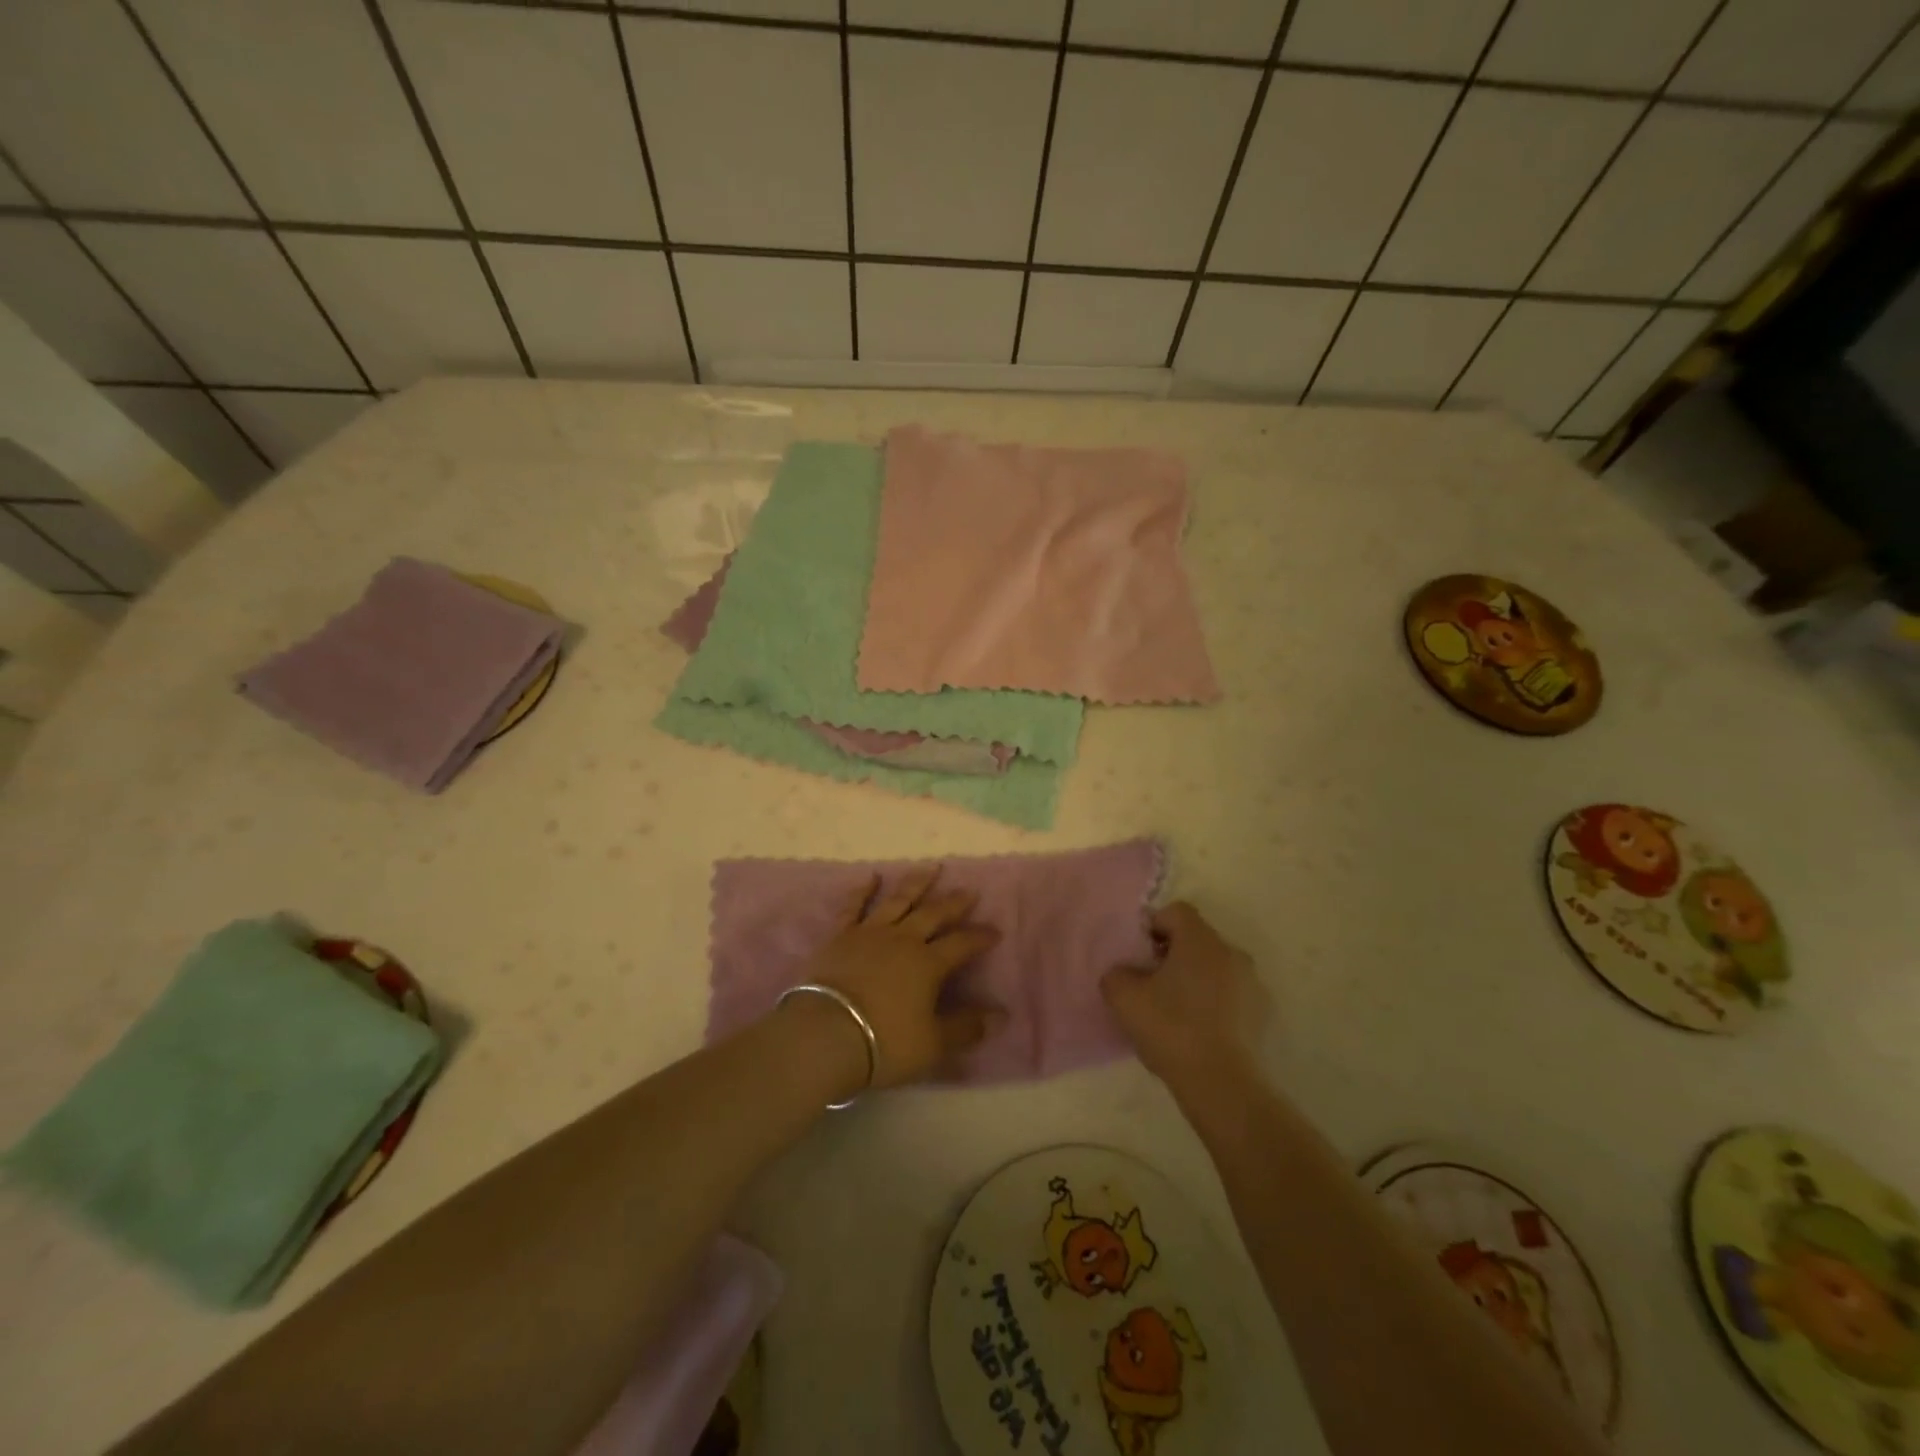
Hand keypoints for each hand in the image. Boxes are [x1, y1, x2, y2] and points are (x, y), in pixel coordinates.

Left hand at [789, 867, 1004, 1091]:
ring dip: (916, 883)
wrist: (826, 1034)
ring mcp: (870, 933)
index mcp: (928, 964)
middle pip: (933, 914)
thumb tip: (1002, 1016)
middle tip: (969, 891)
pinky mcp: (840, 936)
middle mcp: (903, 940)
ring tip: (931, 868)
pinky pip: (854, 906)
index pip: (962, 944)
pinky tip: (871, 877)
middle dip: (954, 903)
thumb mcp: (933, 1044)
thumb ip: (967, 1028)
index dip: (980, 937)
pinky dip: (863, 890)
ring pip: (898, 901)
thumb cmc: (884, 1042)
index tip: (995, 931)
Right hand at [1102, 902, 1266, 1091]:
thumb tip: (1124, 972)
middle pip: (1196, 939)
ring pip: (1214, 967)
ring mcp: (1252, 983)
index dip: (1153, 926)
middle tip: (1151, 983)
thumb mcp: (1123, 998)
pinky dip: (1213, 1002)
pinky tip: (1198, 1030)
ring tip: (1174, 1010)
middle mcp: (1231, 952)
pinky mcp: (1262, 1013)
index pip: (1175, 911)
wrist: (1221, 1084)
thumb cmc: (1171, 1029)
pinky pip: (1230, 994)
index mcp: (1200, 940)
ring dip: (1194, 978)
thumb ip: (1116, 973)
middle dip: (1172, 954)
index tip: (1139, 956)